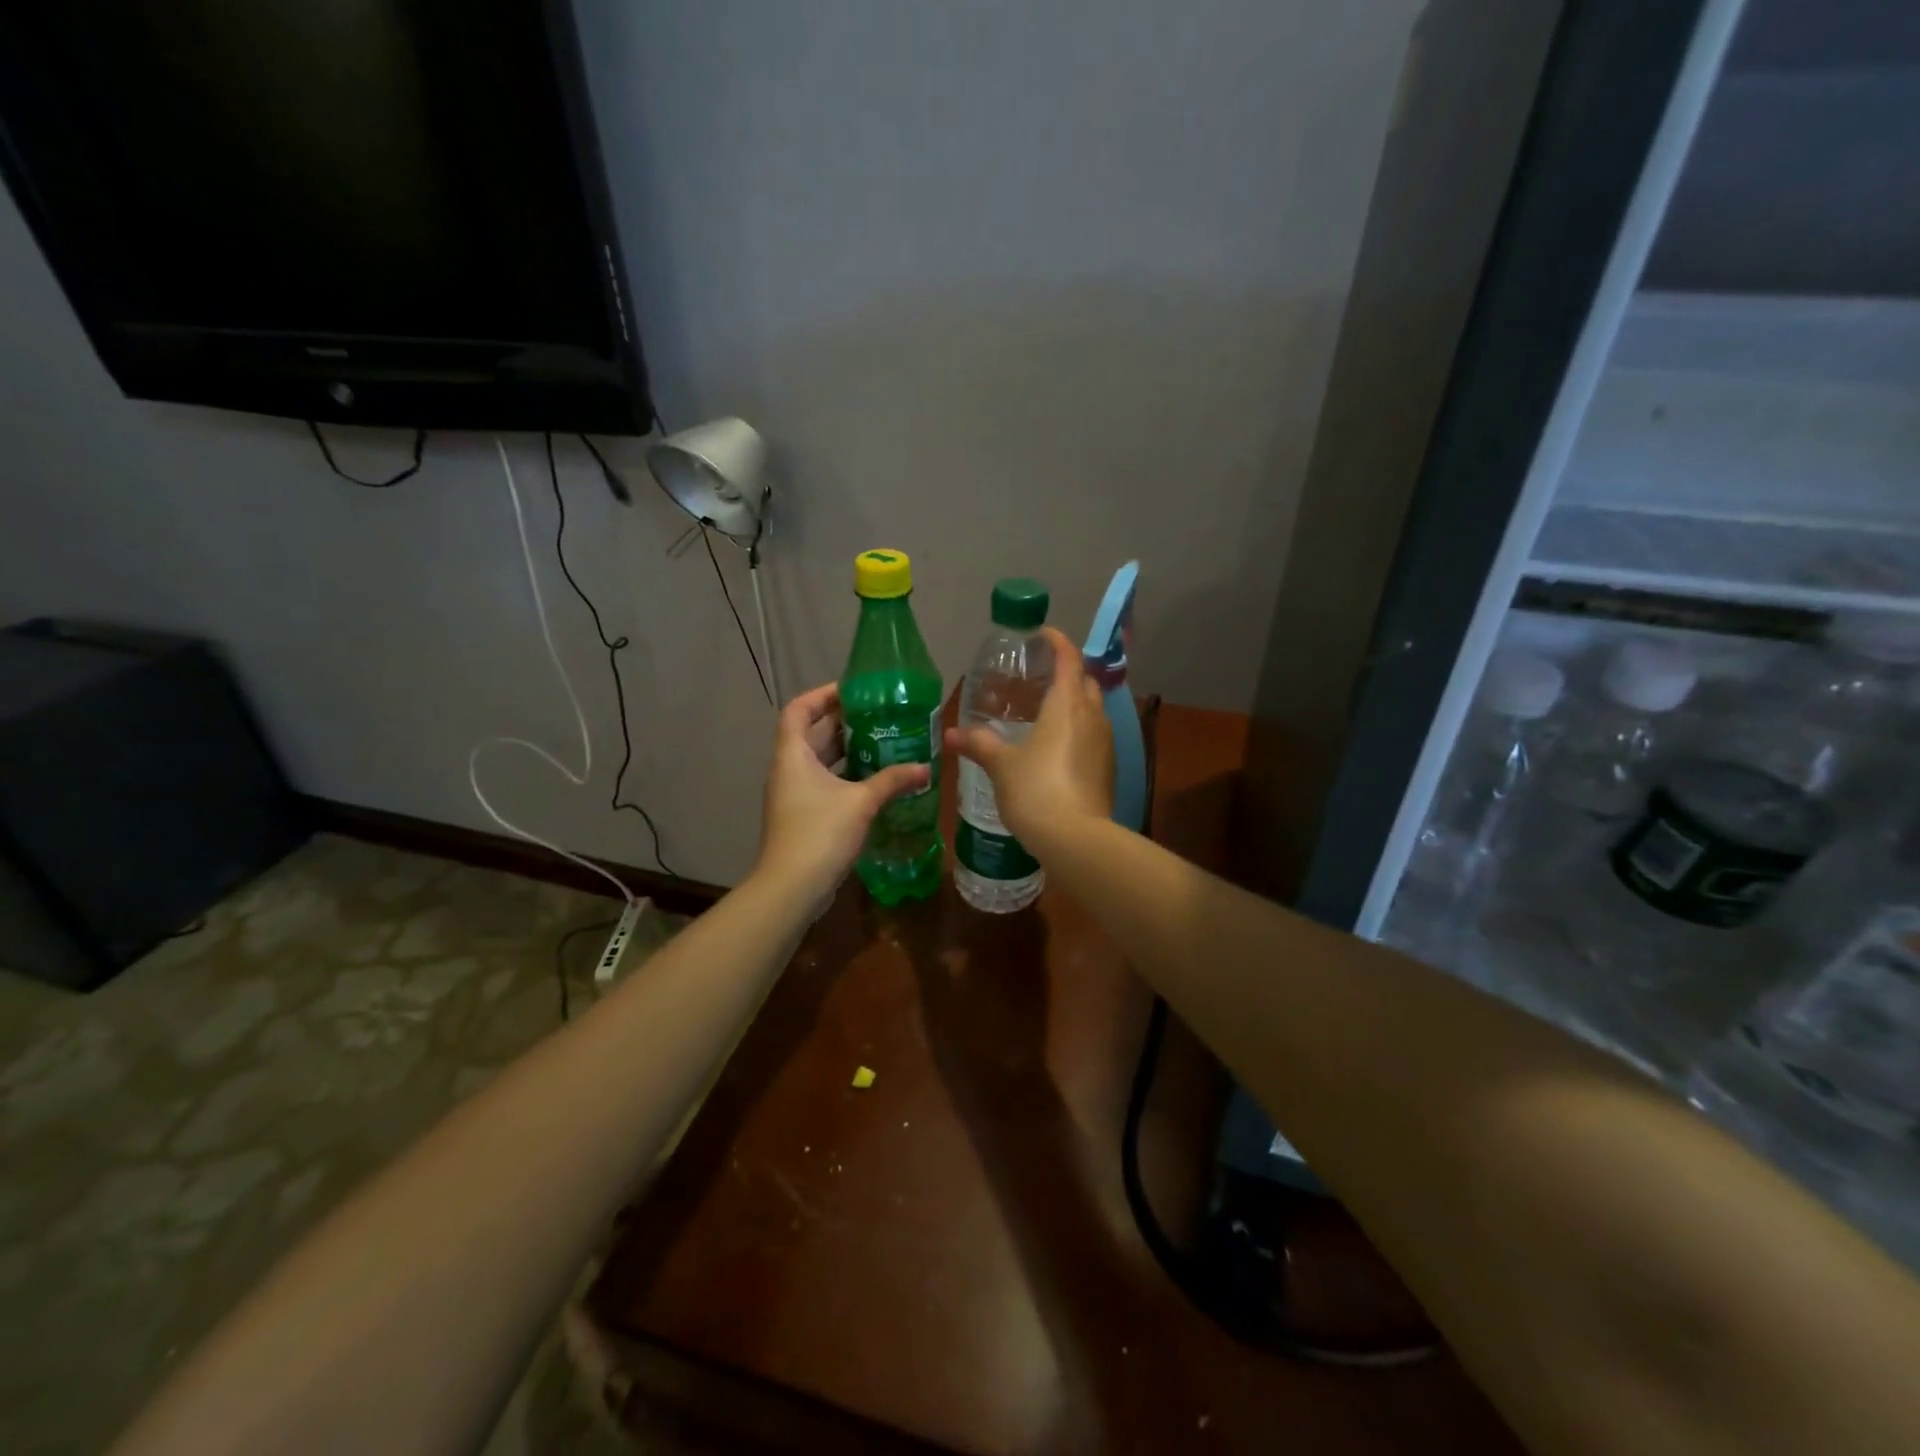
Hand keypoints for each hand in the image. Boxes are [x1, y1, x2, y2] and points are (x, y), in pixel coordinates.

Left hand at [754, 682, 929, 902]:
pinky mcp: (803, 815)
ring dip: (847, 750)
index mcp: (793, 755)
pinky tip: (875, 781)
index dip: (822, 694)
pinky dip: (846, 776)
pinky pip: (824, 783)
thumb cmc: (820, 833)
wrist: (791, 888)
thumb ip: (892, 781)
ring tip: (883, 743)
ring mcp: (794, 794)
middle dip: (843, 722)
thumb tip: (925, 768)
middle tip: (880, 715)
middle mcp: (789, 769)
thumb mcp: (861, 802)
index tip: (854, 691)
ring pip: (820, 760)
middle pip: (812, 733)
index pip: (799, 709)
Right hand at [944, 626, 1112, 851]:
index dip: (1057, 642)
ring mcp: (1105, 743)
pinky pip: (1095, 735)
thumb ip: (979, 744)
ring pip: (1093, 709)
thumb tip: (952, 733)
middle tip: (1039, 678)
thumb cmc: (1035, 790)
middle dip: (1067, 673)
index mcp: (1067, 705)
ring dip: (1075, 703)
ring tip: (1046, 711)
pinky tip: (1057, 747)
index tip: (1042, 635)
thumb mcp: (1001, 765)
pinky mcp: (1109, 768)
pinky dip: (1079, 730)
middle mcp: (1092, 716)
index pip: (1068, 659)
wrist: (1076, 839)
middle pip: (1085, 681)